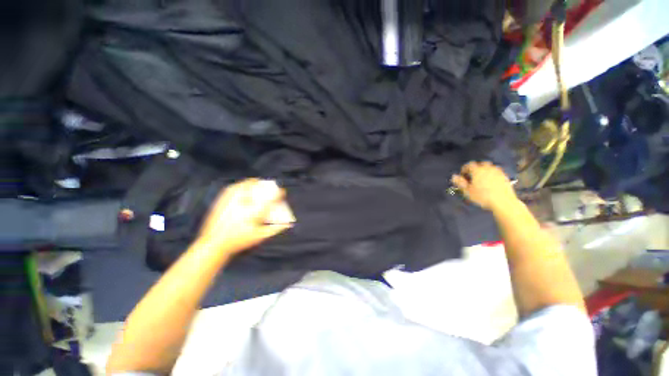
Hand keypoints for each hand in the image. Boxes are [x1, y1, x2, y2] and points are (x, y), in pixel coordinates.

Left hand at [195, 178, 292, 255]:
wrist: (214, 244)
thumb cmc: (240, 241)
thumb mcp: (260, 236)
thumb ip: (275, 229)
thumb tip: (288, 223)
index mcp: (254, 213)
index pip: (271, 198)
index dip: (279, 193)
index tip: (282, 192)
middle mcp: (244, 204)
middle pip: (259, 188)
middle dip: (267, 185)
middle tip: (270, 186)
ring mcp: (231, 200)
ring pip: (245, 184)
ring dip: (254, 183)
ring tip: (258, 183)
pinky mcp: (222, 200)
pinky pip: (233, 187)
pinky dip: (241, 185)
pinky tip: (243, 187)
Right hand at [451, 161, 517, 210]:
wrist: (503, 202)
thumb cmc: (482, 197)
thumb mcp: (467, 191)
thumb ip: (460, 182)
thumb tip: (454, 176)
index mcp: (477, 170)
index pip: (469, 165)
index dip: (464, 169)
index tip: (463, 176)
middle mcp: (488, 168)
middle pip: (480, 164)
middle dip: (475, 169)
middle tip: (472, 177)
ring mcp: (498, 172)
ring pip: (489, 167)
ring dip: (484, 171)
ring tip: (481, 180)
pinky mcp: (505, 176)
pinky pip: (496, 172)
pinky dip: (492, 175)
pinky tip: (491, 183)